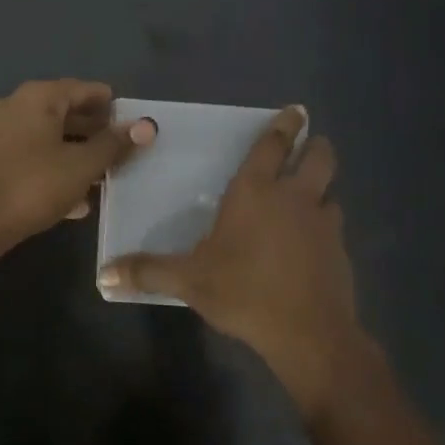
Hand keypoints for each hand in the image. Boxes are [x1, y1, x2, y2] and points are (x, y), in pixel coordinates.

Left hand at [0, 80, 155, 243]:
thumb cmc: (35, 185)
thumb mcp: (83, 165)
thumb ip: (114, 144)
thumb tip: (146, 125)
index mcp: (37, 97)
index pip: (82, 89)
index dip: (110, 105)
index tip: (130, 122)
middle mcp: (14, 105)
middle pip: (63, 112)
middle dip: (93, 132)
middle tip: (120, 151)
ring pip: (47, 137)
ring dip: (74, 153)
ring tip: (102, 176)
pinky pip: (31, 155)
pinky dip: (53, 167)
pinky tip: (75, 198)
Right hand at [99, 105, 362, 421]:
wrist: (308, 333)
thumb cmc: (243, 292)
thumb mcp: (189, 282)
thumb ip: (148, 272)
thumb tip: (104, 275)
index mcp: (255, 192)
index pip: (272, 145)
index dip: (284, 125)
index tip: (295, 110)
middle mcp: (294, 197)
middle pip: (318, 158)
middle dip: (315, 146)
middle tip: (310, 144)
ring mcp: (323, 223)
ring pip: (330, 193)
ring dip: (321, 190)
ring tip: (308, 199)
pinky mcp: (340, 252)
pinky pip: (333, 227)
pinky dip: (324, 227)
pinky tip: (311, 245)